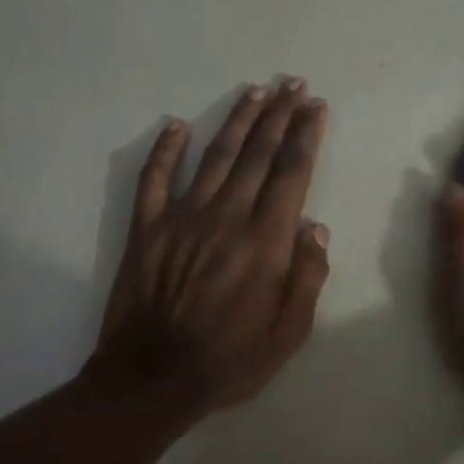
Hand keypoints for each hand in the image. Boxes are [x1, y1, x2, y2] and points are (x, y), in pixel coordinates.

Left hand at [93, 80, 330, 416]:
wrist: (152, 379)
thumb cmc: (230, 360)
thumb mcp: (288, 333)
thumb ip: (307, 277)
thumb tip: (315, 228)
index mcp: (265, 242)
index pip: (291, 174)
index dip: (305, 136)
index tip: (316, 107)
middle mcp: (226, 217)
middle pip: (256, 154)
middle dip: (278, 116)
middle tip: (292, 84)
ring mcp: (182, 218)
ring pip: (214, 157)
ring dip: (236, 121)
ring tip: (255, 91)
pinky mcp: (147, 229)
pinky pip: (154, 179)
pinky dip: (164, 150)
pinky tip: (175, 125)